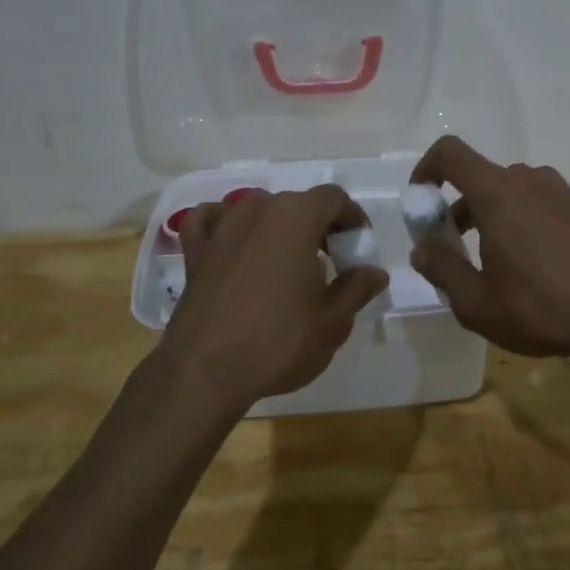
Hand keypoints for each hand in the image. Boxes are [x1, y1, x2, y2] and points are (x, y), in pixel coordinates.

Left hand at [162, 187, 388, 412]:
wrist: (205, 371)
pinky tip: (233, 244)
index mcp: (296, 216)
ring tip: (287, 261)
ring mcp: (221, 226)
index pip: (334, 198)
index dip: (352, 218)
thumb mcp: (333, 321)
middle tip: (331, 262)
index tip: (358, 247)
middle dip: (318, 226)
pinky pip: (212, 221)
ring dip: (277, 226)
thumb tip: (375, 272)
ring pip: (257, 210)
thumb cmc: (279, 341)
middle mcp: (257, 209)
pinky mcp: (194, 250)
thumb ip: (357, 288)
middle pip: (297, 203)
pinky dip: (226, 226)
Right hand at [407, 135, 569, 362]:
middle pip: (479, 177)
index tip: (420, 203)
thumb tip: (423, 248)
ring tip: (491, 262)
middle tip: (453, 248)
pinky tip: (530, 266)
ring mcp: (559, 192)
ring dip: (489, 215)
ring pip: (509, 191)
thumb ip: (442, 269)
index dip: (426, 169)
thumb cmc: (542, 308)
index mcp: (497, 194)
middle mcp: (528, 180)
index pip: (450, 153)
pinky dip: (518, 220)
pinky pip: (536, 202)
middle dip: (456, 206)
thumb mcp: (476, 303)